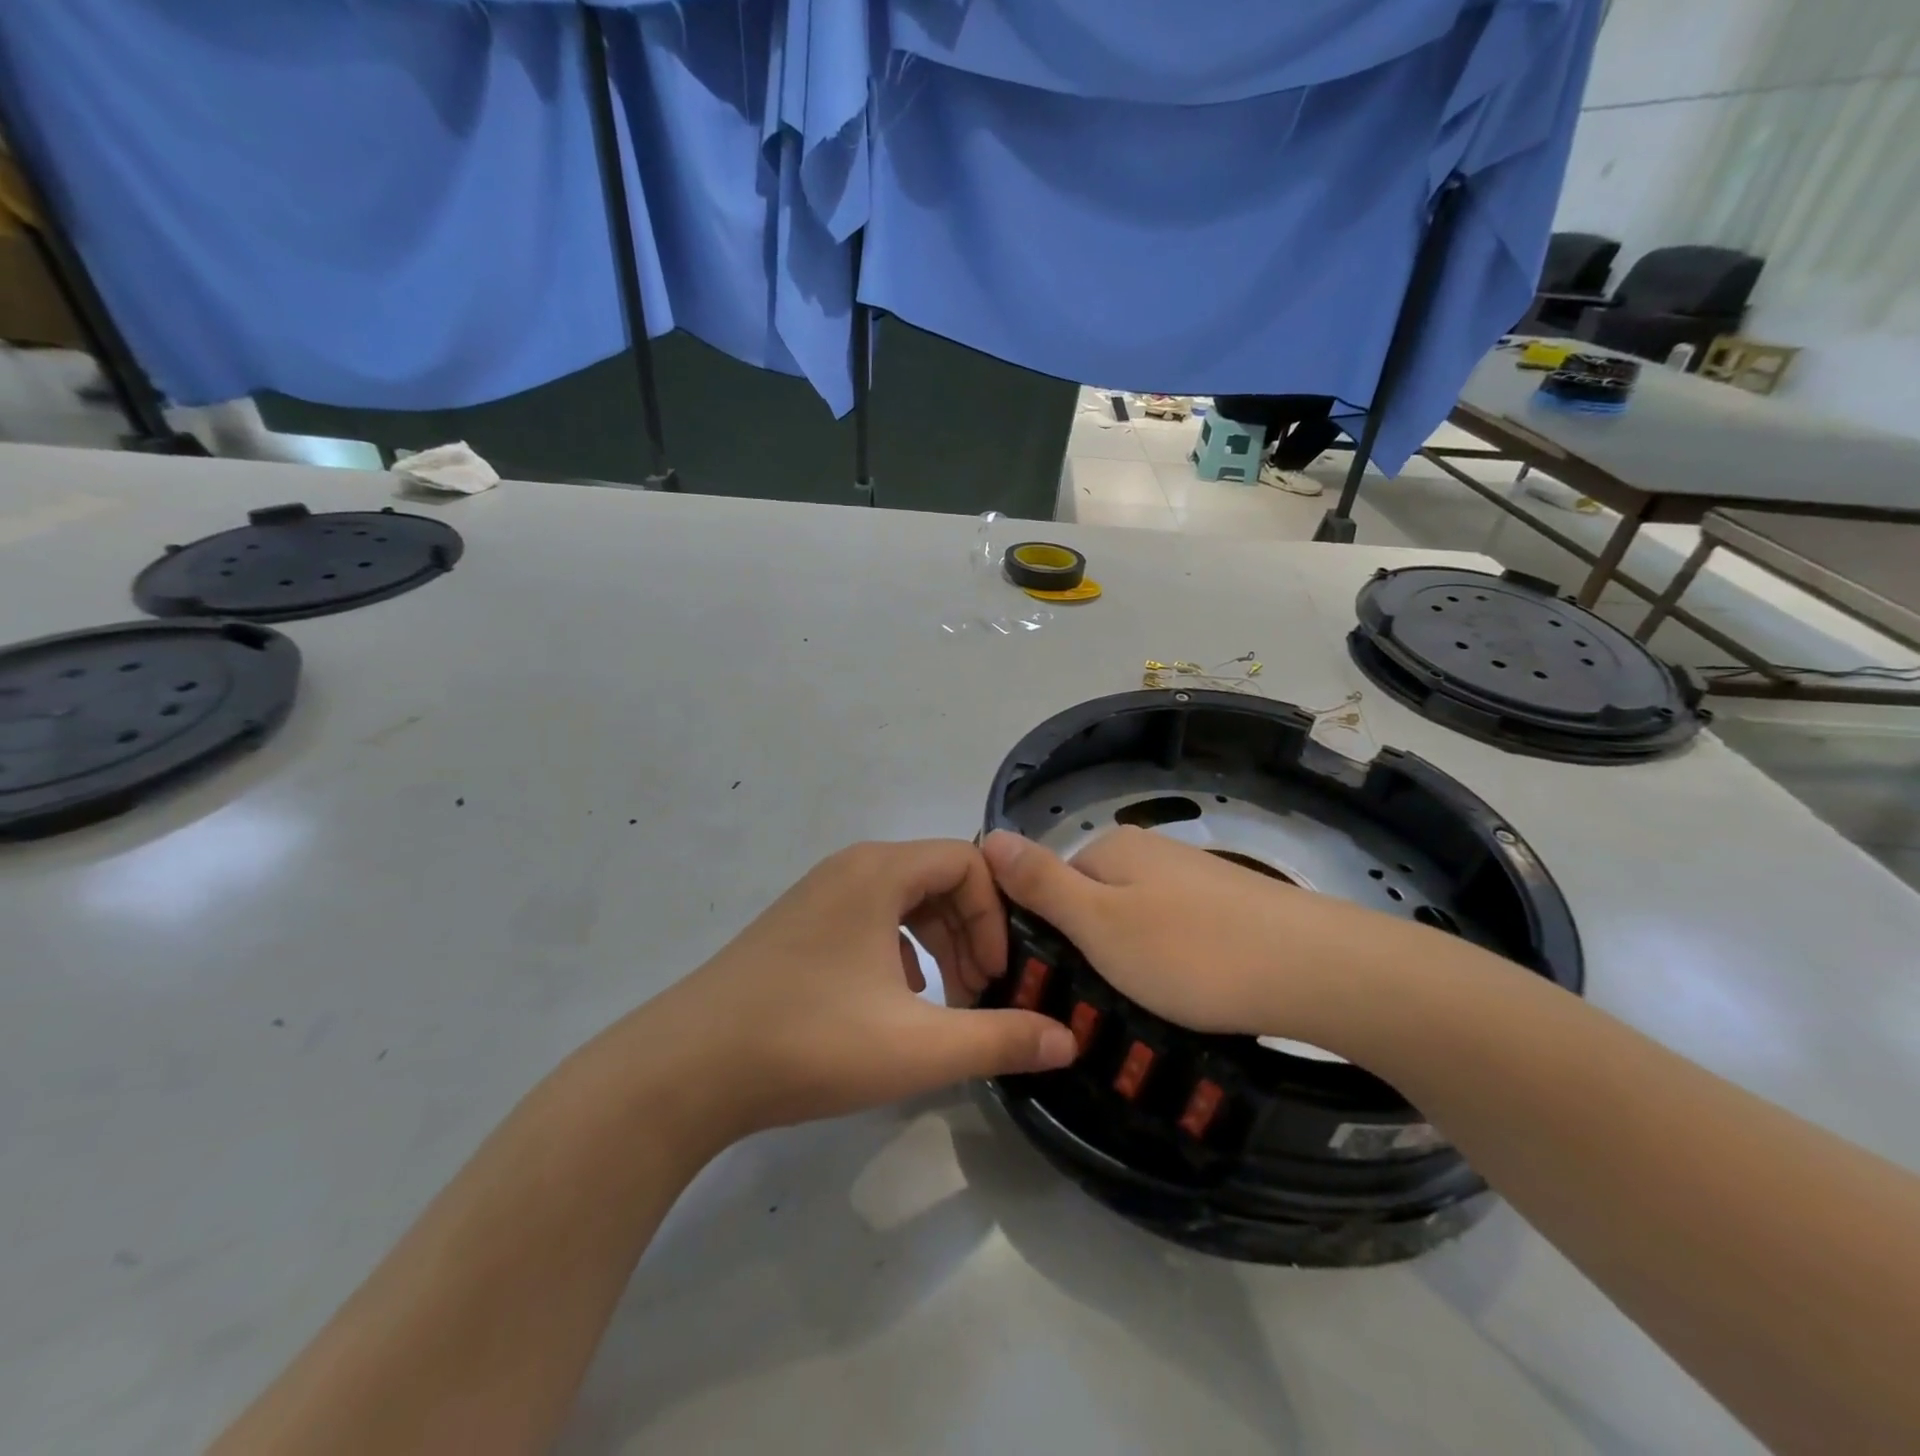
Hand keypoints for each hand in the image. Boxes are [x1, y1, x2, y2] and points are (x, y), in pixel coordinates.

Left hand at [644, 840, 1078, 1137]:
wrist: (685, 1070)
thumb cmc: (810, 1043)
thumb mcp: (918, 1047)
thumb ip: (999, 1039)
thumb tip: (1067, 1040)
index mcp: (879, 872)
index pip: (966, 862)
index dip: (996, 914)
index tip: (998, 975)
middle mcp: (849, 869)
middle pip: (936, 878)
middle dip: (970, 932)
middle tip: (980, 993)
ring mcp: (816, 896)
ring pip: (901, 901)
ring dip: (937, 943)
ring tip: (946, 1001)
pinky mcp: (796, 927)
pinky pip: (868, 920)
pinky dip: (898, 951)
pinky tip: (897, 1003)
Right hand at [982, 826, 1421, 1045]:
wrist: (1316, 970)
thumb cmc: (1191, 952)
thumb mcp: (1099, 923)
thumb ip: (1040, 883)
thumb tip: (986, 833)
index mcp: (1110, 849)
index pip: (1044, 883)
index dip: (1036, 933)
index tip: (1041, 985)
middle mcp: (1148, 851)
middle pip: (1088, 902)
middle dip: (1083, 951)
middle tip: (1090, 1005)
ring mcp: (1191, 877)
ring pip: (1131, 921)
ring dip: (1124, 963)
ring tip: (1137, 1011)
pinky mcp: (1227, 906)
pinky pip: (1172, 933)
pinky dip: (1166, 964)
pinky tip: (1184, 996)